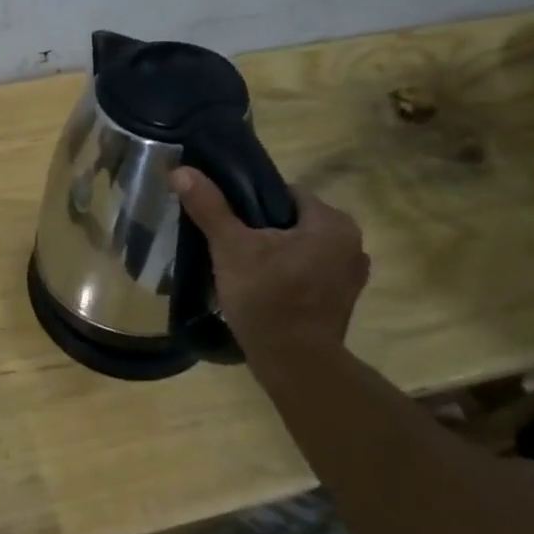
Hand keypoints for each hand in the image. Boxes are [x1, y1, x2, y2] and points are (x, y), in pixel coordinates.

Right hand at [171, 167, 368, 362]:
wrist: (294, 362)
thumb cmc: (267, 296)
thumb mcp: (231, 247)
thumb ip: (210, 207)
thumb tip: (181, 170)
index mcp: (333, 223)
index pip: (287, 194)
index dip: (252, 201)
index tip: (227, 219)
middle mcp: (352, 244)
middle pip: (294, 222)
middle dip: (263, 231)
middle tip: (229, 246)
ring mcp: (351, 277)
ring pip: (301, 250)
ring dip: (276, 255)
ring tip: (242, 269)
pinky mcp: (341, 303)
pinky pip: (308, 275)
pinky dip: (287, 277)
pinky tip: (262, 291)